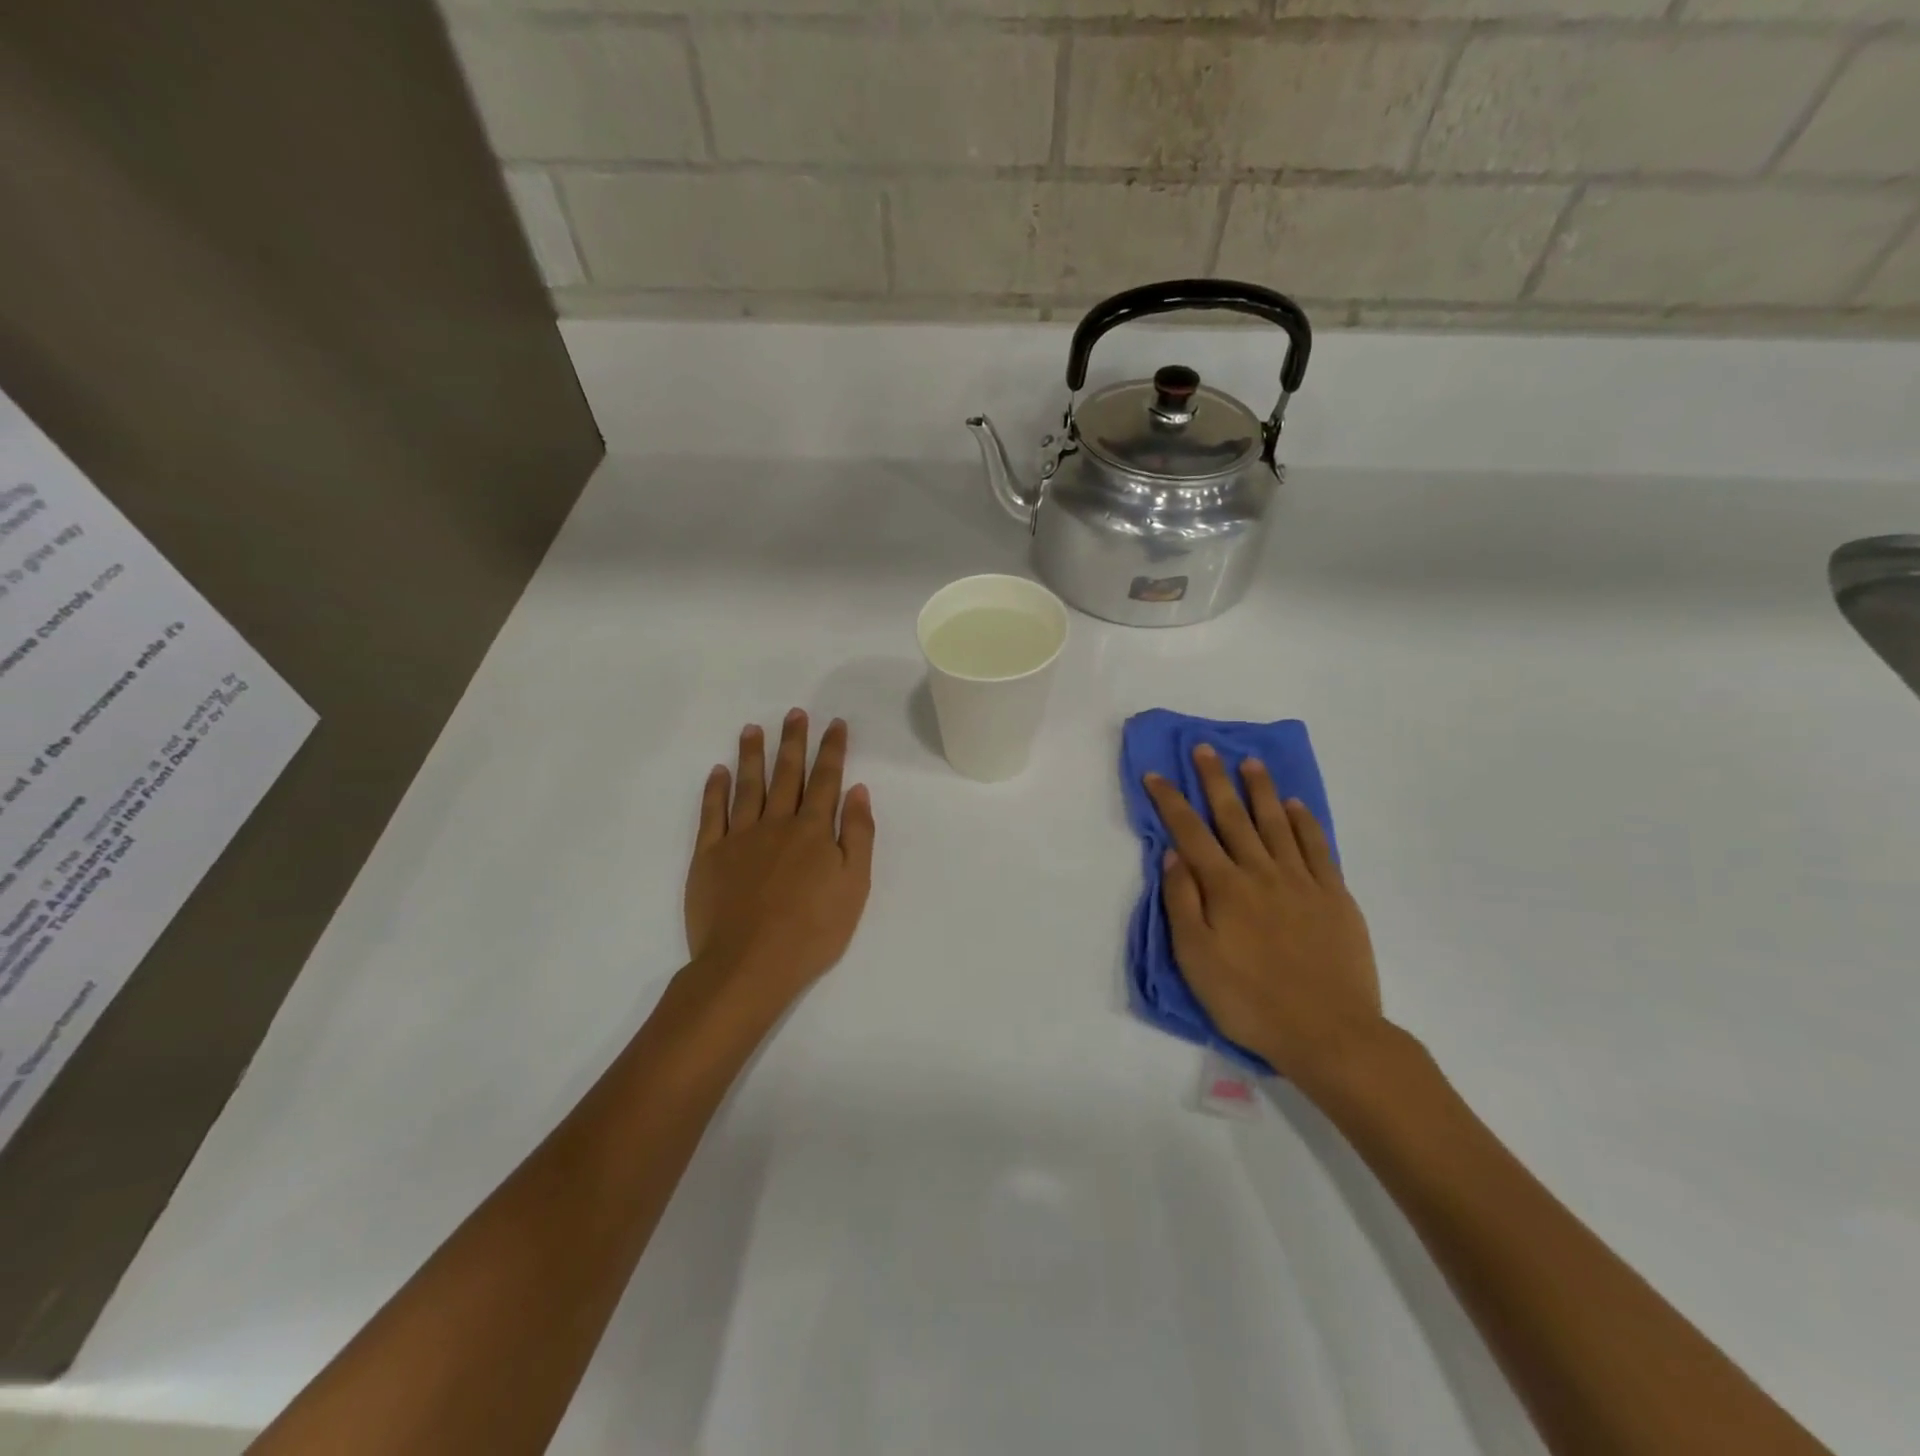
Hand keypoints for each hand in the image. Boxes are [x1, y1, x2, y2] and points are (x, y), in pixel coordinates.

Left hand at [683, 710, 874, 1006]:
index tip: (834, 723)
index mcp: (814, 831)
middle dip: (793, 741)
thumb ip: (858, 835)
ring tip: (753, 729)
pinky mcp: (709, 855)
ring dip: (752, 755)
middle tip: (795, 713)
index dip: (832, 750)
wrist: (749, 963)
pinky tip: (718, 771)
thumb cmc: (812, 930)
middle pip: (787, 774)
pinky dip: (715, 790)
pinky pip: (712, 813)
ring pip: (748, 785)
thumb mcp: (854, 885)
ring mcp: (739, 837)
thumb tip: (857, 791)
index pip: (826, 780)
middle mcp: (777, 823)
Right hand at [1145, 745, 1386, 1086]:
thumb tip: (1172, 854)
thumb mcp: (1195, 959)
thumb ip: (1182, 902)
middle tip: (1205, 748)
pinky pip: (1317, 847)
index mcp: (1224, 888)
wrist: (1329, 1032)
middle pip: (1233, 816)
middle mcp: (1261, 872)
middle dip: (1215, 780)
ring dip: (1261, 790)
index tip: (1156, 774)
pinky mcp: (1334, 895)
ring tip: (1250, 761)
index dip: (1170, 801)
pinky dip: (1305, 821)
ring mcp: (1301, 881)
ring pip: (1277, 823)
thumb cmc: (1249, 1000)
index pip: (1190, 832)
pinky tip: (1296, 805)